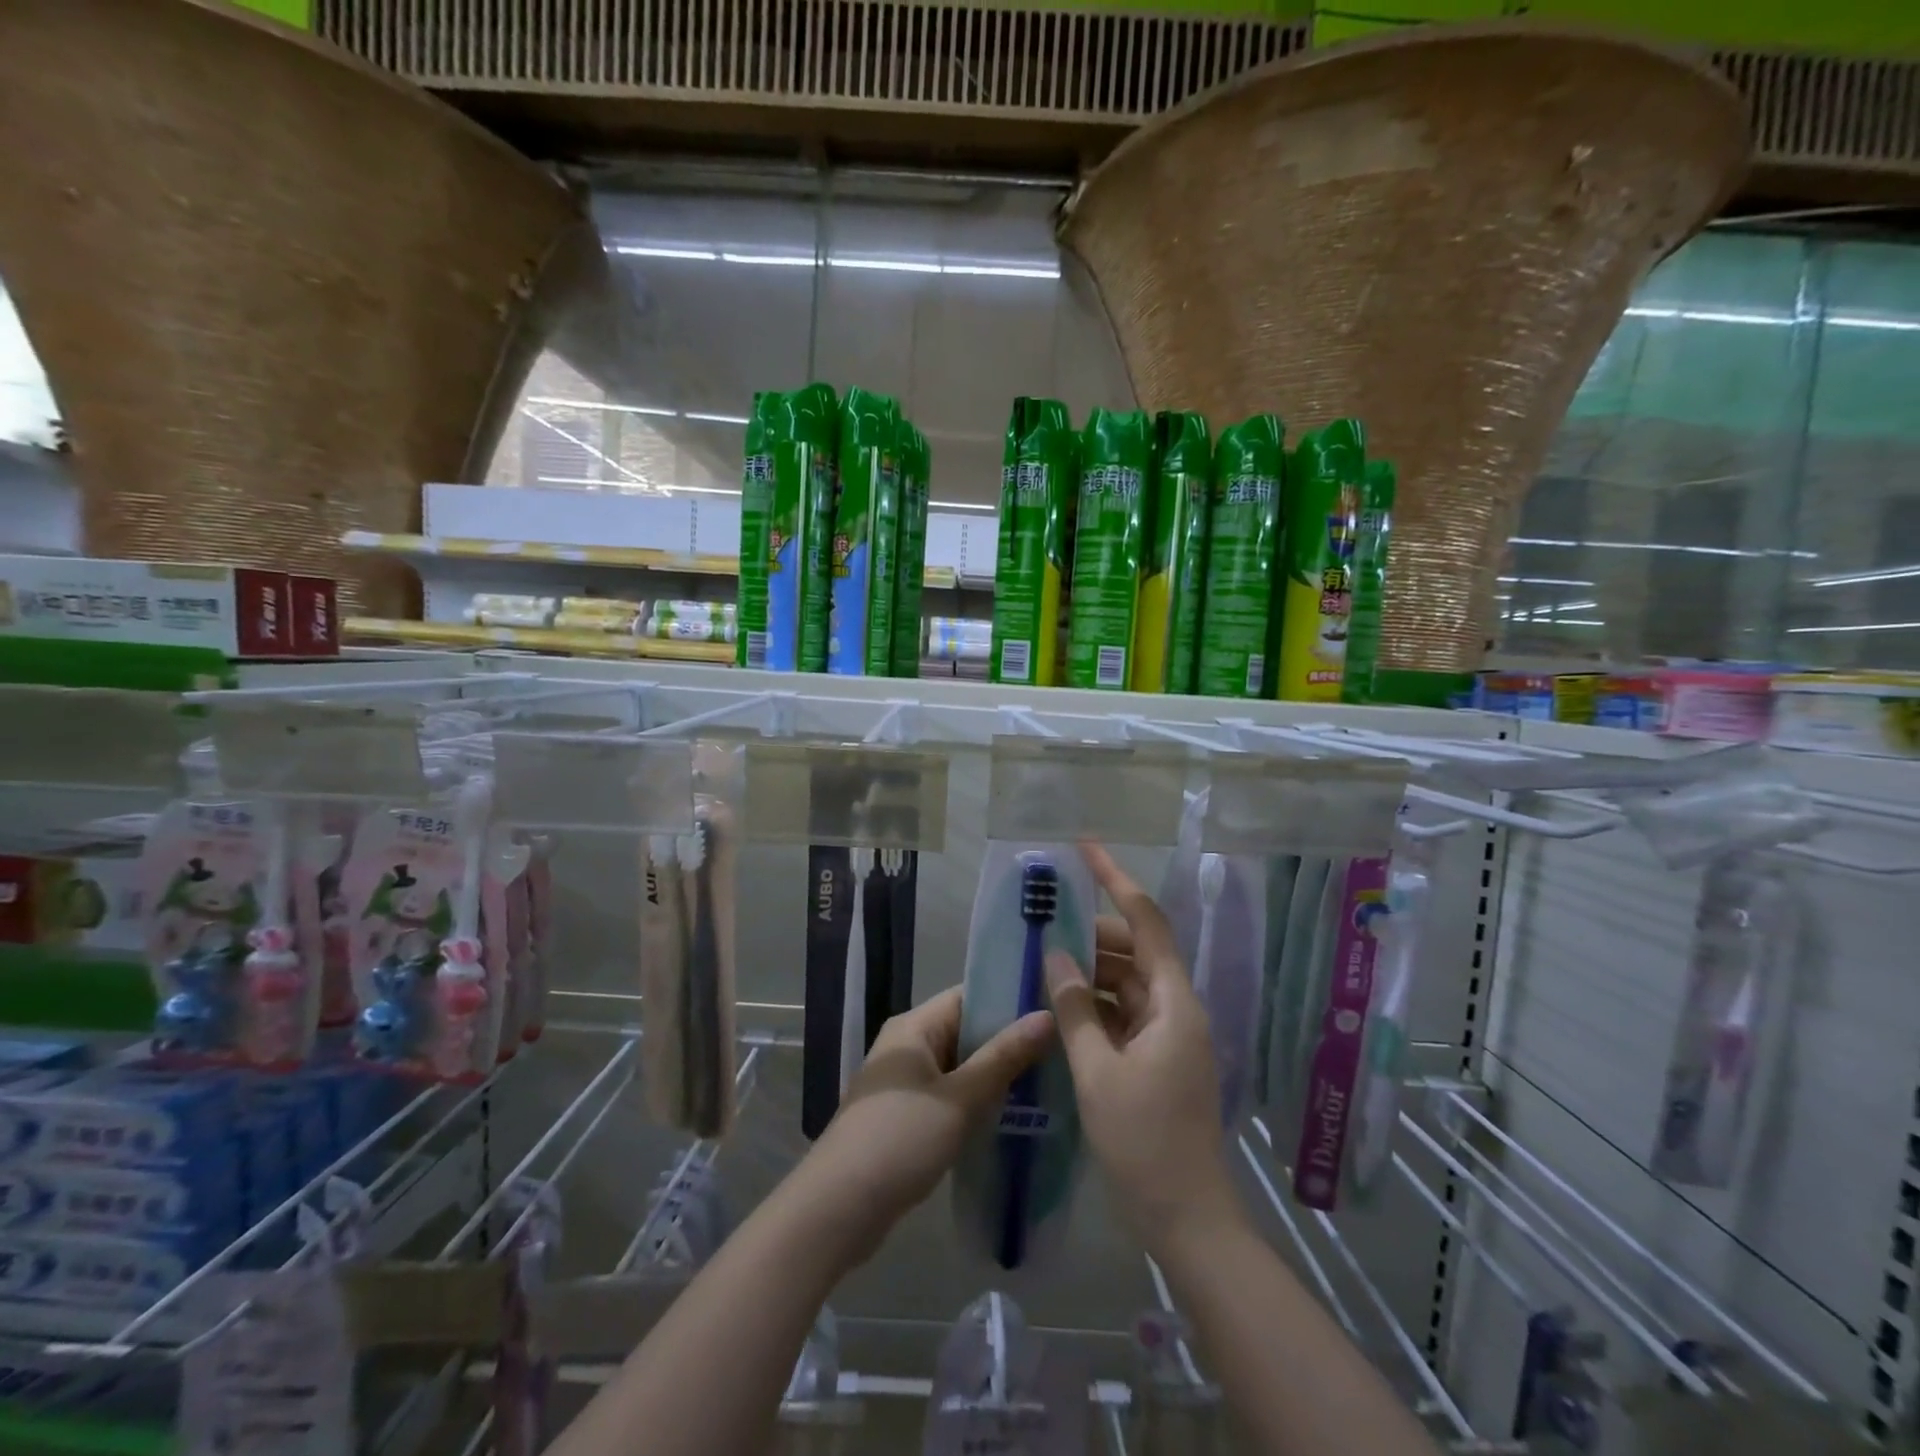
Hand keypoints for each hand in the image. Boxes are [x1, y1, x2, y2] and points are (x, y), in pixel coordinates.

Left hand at [803, 987, 1053, 1260]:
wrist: (837, 1210)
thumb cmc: (900, 1139)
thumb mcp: (959, 1098)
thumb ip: (1003, 1057)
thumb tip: (1047, 1016)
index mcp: (913, 1027)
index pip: (968, 997)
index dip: (1009, 1000)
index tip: (1054, 1009)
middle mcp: (907, 1046)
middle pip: (965, 1032)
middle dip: (1008, 1042)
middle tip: (1061, 1050)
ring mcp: (904, 1084)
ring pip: (960, 1067)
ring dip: (995, 1076)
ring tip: (1049, 1082)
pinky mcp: (905, 1117)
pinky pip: (949, 1096)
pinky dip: (977, 1102)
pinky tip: (1013, 1117)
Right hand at [1046, 843, 1242, 1250]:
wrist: (1188, 1220)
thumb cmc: (1144, 1143)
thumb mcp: (1098, 1073)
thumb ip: (1074, 1009)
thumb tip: (1053, 955)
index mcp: (1174, 1003)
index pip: (1146, 921)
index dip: (1116, 880)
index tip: (1085, 848)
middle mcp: (1177, 1008)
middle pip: (1135, 949)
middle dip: (1091, 933)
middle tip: (1044, 925)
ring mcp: (1169, 1034)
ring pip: (1127, 981)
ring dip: (1089, 970)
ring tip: (1044, 961)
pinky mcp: (1158, 1057)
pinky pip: (1125, 1012)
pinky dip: (1095, 1003)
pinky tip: (1059, 1005)